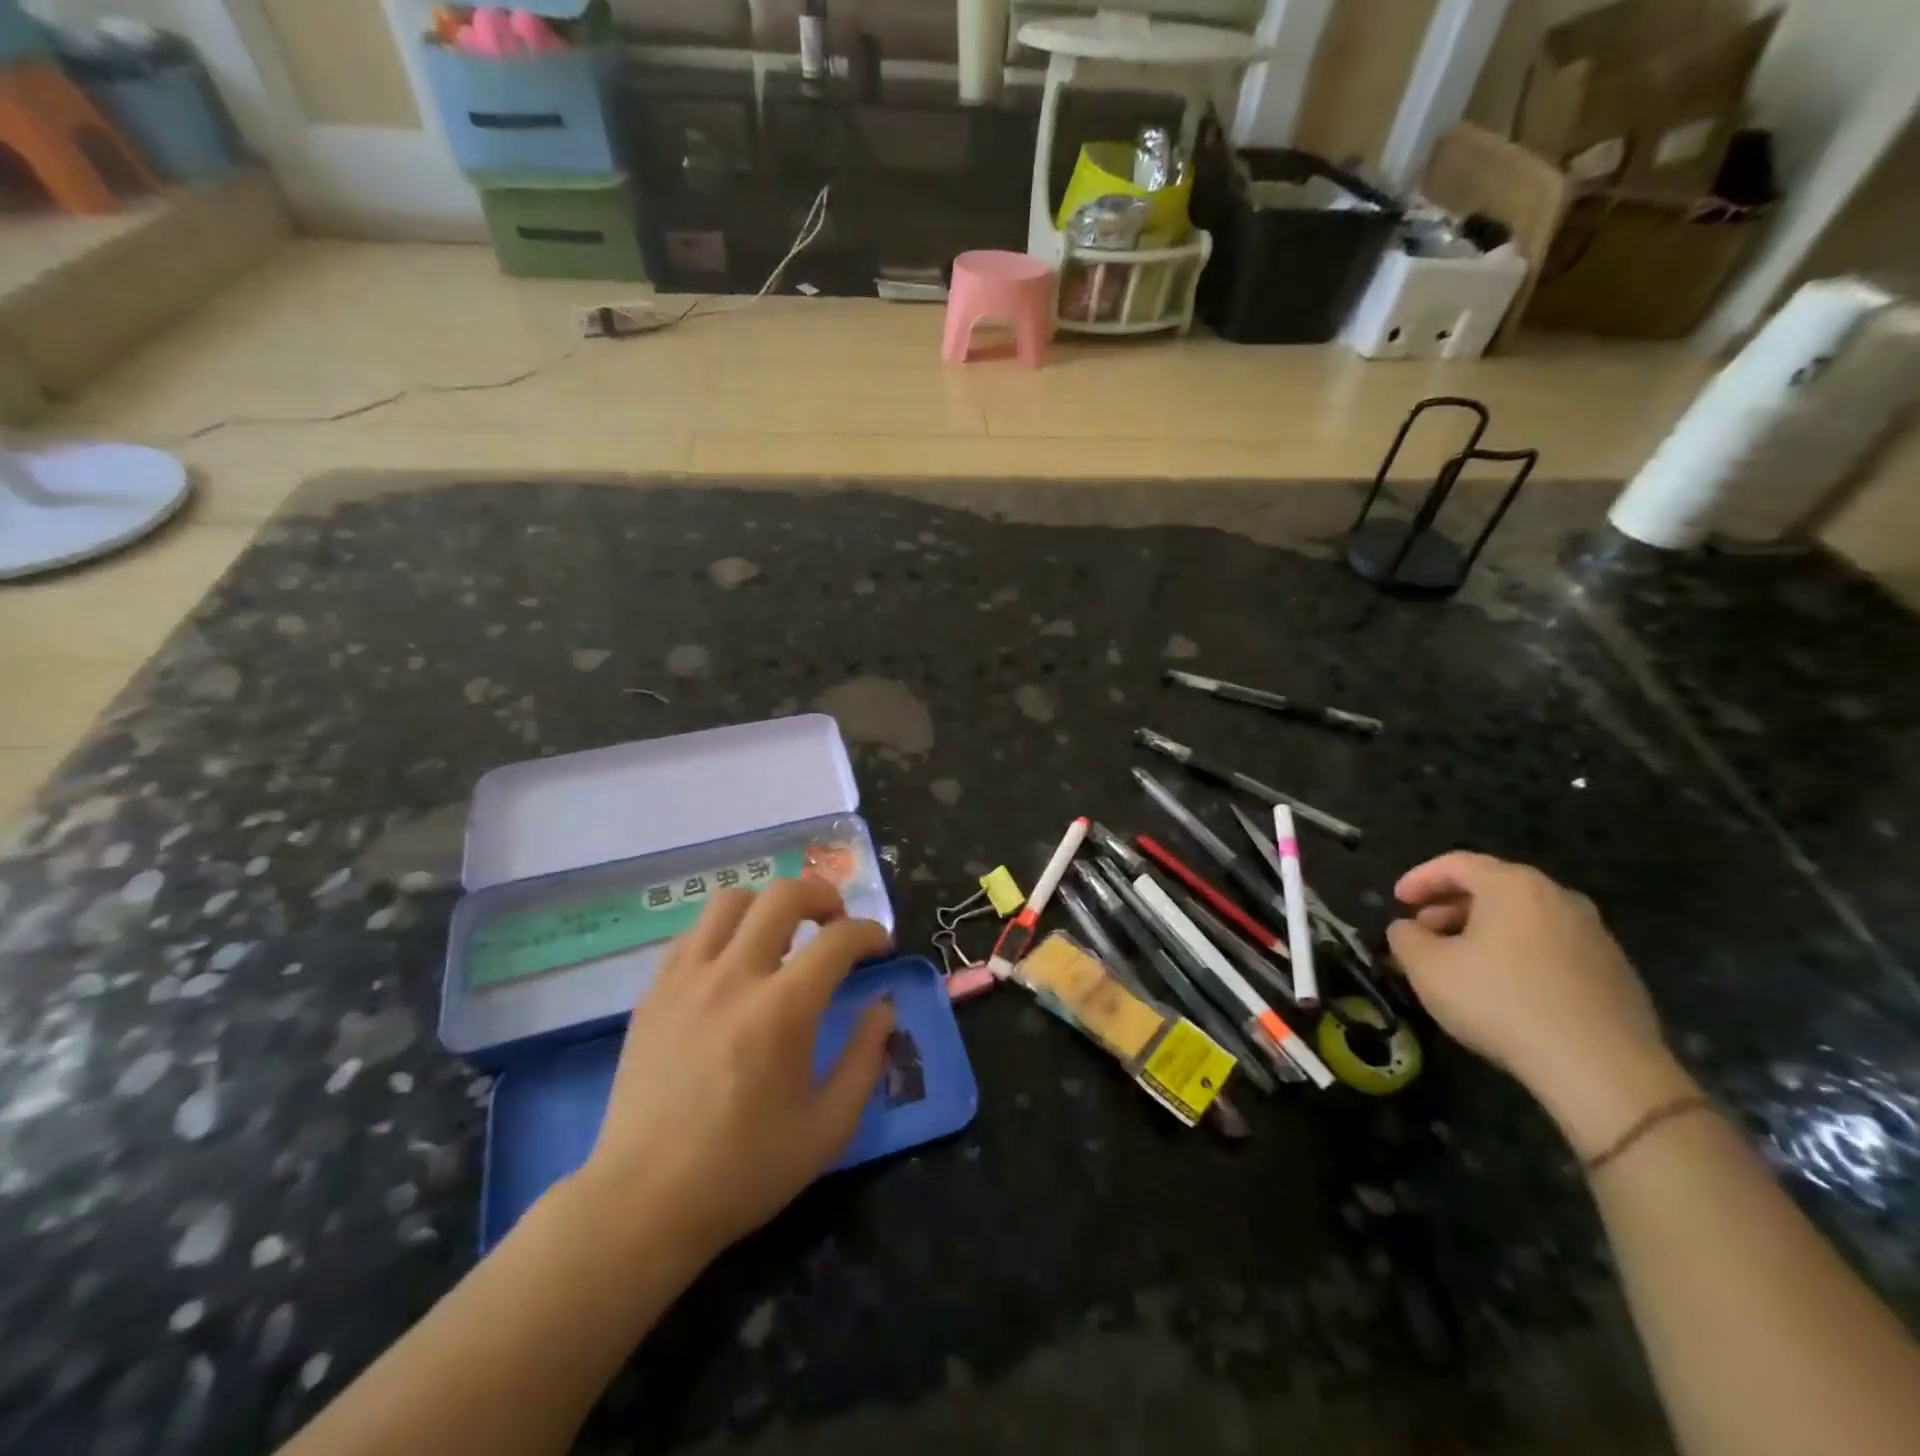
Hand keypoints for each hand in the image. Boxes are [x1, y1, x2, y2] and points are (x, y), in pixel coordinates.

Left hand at [572, 879, 894, 1263]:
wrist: (643, 1203)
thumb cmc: (744, 1170)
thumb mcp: (828, 1127)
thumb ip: (866, 1058)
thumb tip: (882, 1006)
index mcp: (782, 1010)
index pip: (839, 939)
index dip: (871, 933)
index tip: (881, 947)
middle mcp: (733, 977)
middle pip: (783, 894)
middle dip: (823, 895)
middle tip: (836, 923)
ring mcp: (686, 979)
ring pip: (731, 900)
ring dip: (769, 906)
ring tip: (783, 935)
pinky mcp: (654, 992)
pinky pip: (694, 933)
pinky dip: (725, 931)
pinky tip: (734, 964)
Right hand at [1388, 852, 1694, 1155]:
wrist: (1603, 1069)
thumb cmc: (1502, 1003)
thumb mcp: (1427, 969)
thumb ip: (1405, 938)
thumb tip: (1408, 929)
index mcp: (1513, 886)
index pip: (1456, 863)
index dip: (1419, 878)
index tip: (1397, 902)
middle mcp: (1558, 897)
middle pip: (1493, 887)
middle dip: (1450, 905)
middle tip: (1423, 932)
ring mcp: (1594, 934)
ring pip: (1524, 917)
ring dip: (1484, 930)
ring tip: (1459, 962)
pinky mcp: (1616, 971)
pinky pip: (1551, 946)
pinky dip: (1518, 953)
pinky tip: (1504, 988)